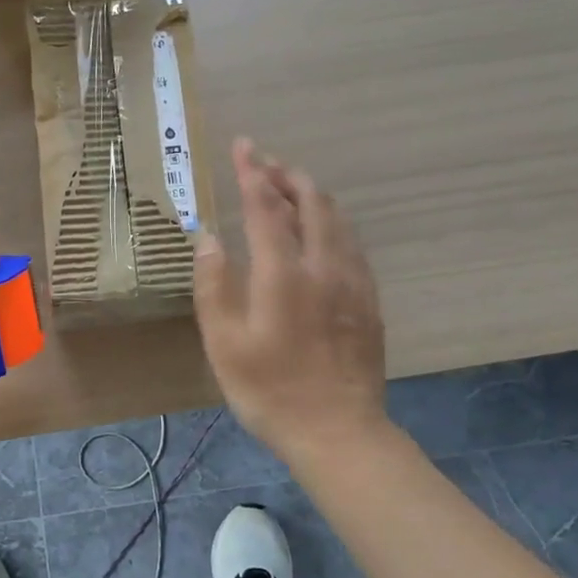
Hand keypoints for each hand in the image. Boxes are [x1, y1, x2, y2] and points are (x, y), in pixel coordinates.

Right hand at [195, 139, 387, 461]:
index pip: (266, 208)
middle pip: (311, 203)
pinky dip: (332, 223)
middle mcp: (323, 267)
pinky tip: (323, 232)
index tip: (244, 145)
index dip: (253, 173)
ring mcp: (353, 283)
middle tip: (266, 162)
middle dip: (287, 175)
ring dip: (313, 195)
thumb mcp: (224, 344)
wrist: (338, 432)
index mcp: (284, 274)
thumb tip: (208, 237)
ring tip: (292, 186)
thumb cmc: (270, 390)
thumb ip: (213, 285)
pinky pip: (351, 244)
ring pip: (338, 220)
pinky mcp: (369, 301)